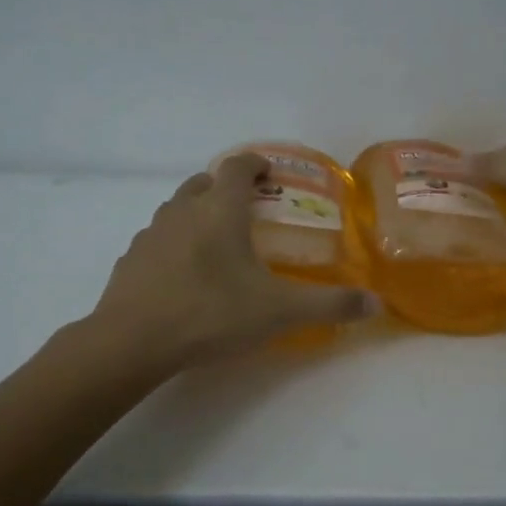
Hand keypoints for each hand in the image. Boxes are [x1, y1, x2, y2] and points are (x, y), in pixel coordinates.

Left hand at [89, 154, 376, 368]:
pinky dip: (173, 244)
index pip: (238, 167)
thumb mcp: (279, 312)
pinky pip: (157, 240)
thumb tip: (375, 304)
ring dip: (197, 214)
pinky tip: (183, 275)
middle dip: (225, 188)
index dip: (256, 163)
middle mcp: (183, 211)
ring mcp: (151, 234)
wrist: (132, 342)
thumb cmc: (210, 314)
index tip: (269, 173)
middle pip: (203, 182)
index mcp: (220, 211)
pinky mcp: (130, 259)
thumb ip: (329, 305)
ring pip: (176, 209)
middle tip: (247, 211)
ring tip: (216, 243)